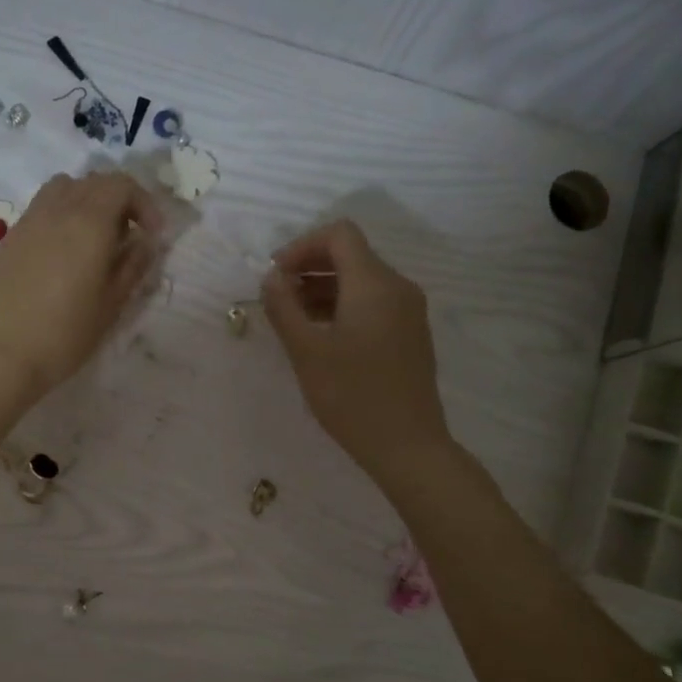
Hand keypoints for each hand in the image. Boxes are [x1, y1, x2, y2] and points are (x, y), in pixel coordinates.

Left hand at [0, 170, 161, 404]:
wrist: (6, 355)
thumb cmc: (67, 334)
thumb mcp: (112, 304)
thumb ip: (133, 265)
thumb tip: (145, 242)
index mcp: (88, 223)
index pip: (121, 185)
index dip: (143, 203)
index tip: (151, 234)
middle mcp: (56, 211)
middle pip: (92, 182)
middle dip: (117, 201)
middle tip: (126, 236)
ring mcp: (27, 222)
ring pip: (61, 189)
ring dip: (84, 202)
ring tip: (91, 238)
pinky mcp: (7, 240)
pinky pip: (38, 212)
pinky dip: (58, 219)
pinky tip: (59, 256)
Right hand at [263, 219, 453, 485]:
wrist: (407, 446)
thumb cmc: (352, 397)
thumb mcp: (307, 353)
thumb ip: (284, 308)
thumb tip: (271, 278)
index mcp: (374, 284)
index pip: (339, 235)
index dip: (301, 246)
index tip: (275, 277)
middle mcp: (398, 288)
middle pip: (351, 255)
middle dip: (309, 267)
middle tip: (276, 298)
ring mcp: (408, 312)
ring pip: (361, 280)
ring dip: (323, 289)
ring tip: (292, 319)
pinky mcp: (410, 334)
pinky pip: (373, 303)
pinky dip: (342, 306)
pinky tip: (320, 336)